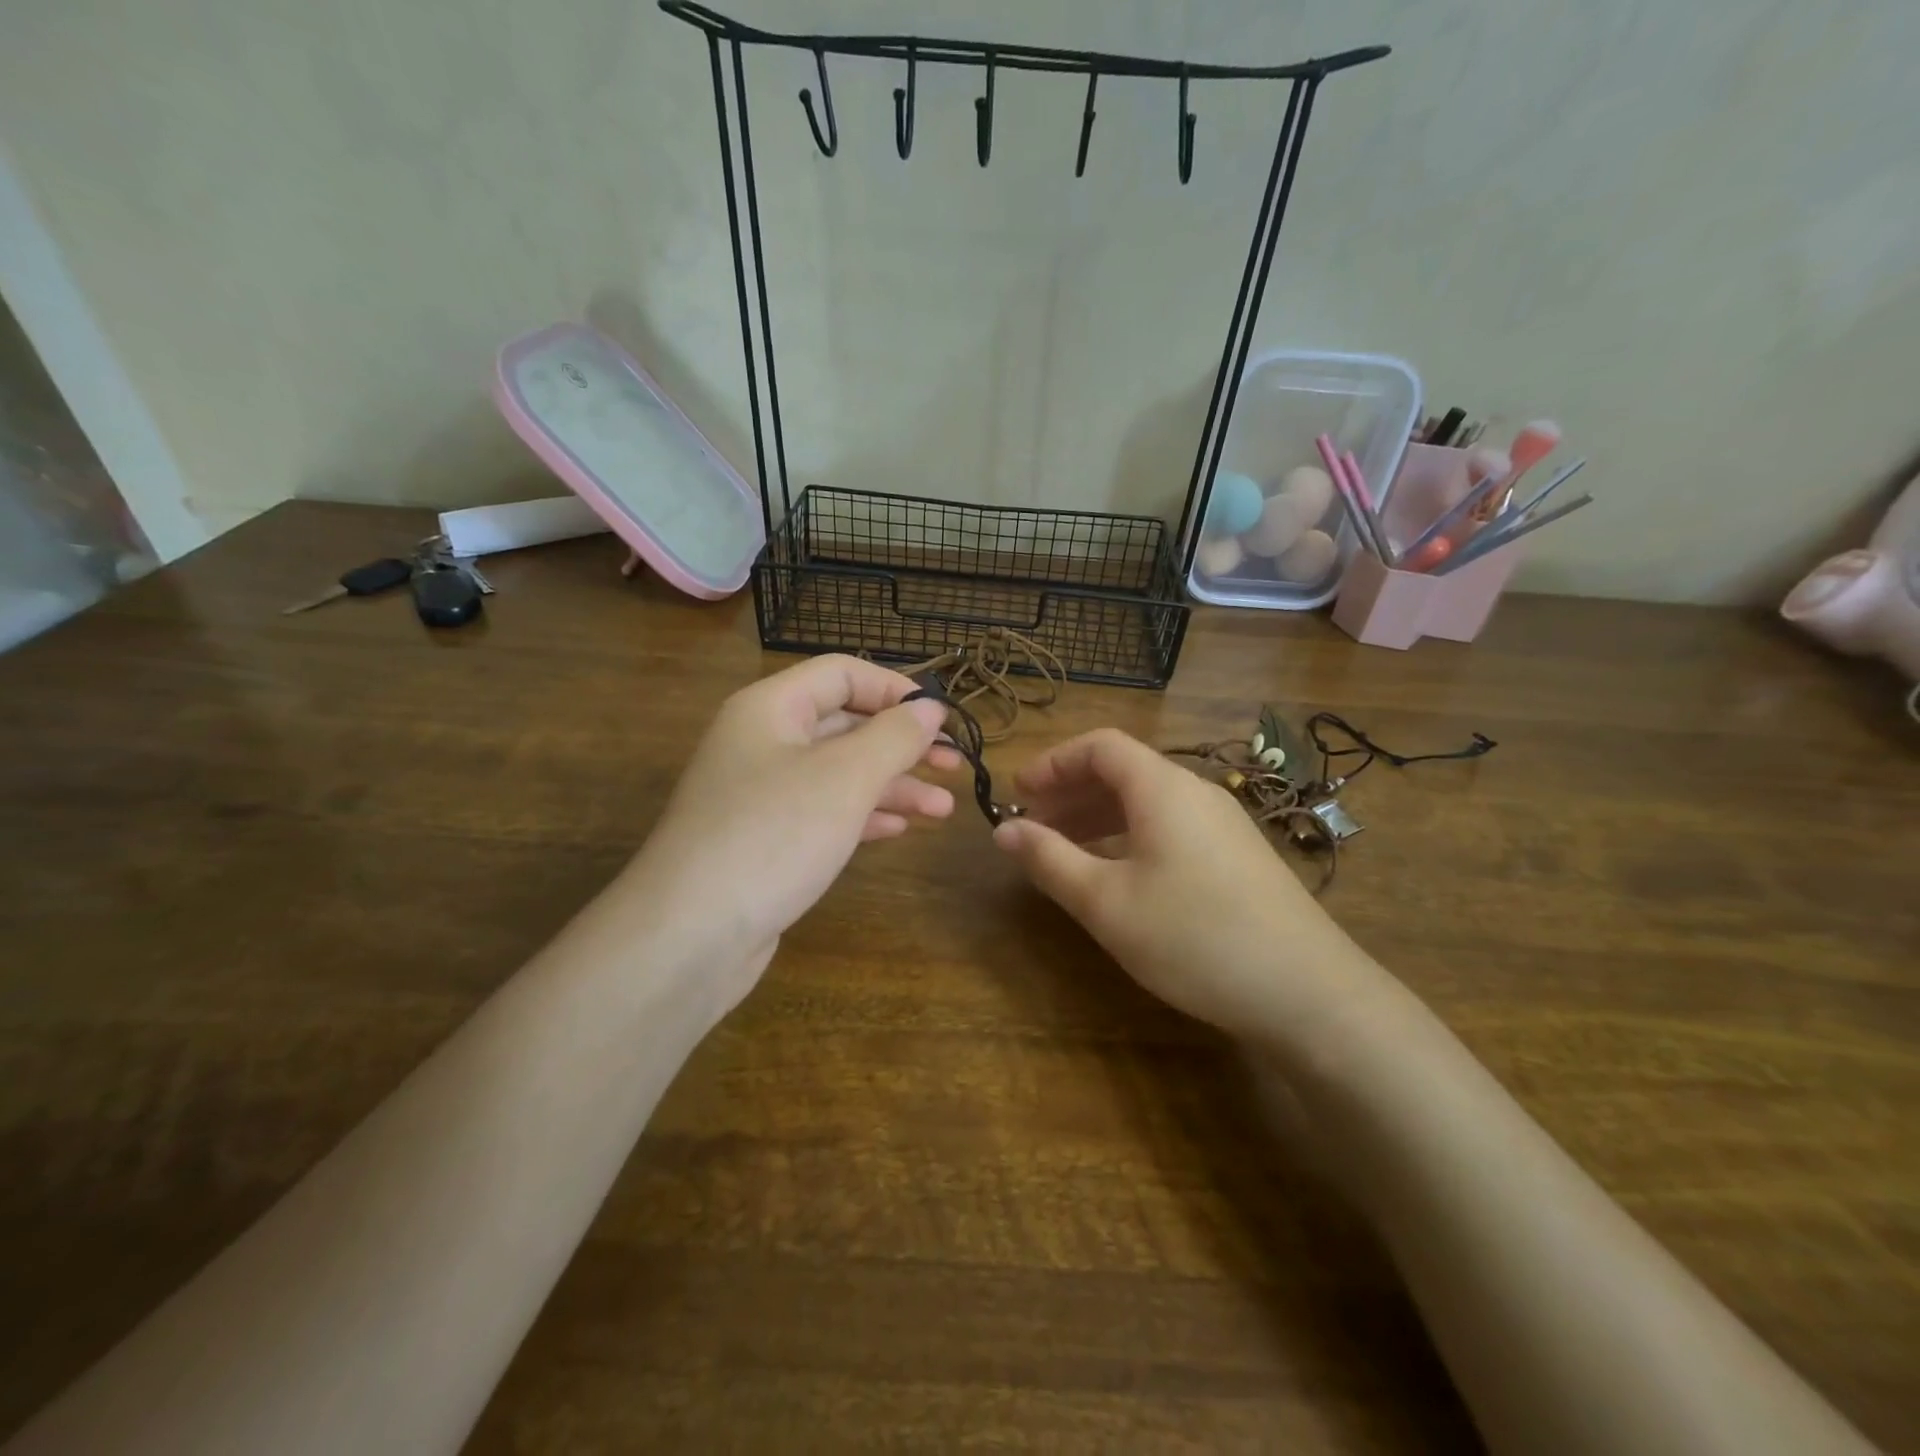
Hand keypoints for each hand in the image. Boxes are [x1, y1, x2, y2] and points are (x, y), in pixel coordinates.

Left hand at [622, 656, 956, 1007]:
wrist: (689, 936)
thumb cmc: (773, 835)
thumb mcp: (845, 778)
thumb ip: (895, 736)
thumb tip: (930, 708)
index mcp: (771, 708)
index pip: (842, 674)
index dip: (896, 689)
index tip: (943, 719)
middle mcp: (763, 742)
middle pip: (844, 724)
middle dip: (902, 744)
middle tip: (955, 765)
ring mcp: (761, 794)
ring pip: (839, 773)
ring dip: (893, 785)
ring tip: (943, 809)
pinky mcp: (766, 840)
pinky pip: (824, 812)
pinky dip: (864, 815)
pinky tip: (901, 828)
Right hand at [992, 728, 1388, 1043]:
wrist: (1309, 993)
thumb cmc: (1194, 937)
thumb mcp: (1106, 902)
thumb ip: (1049, 861)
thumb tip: (1002, 831)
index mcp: (1163, 788)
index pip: (1100, 745)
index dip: (1053, 762)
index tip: (1018, 794)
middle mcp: (1196, 793)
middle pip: (1124, 771)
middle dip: (1071, 793)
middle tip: (1033, 828)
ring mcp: (1223, 824)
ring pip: (1147, 803)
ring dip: (1099, 818)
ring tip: (1064, 853)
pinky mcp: (1237, 857)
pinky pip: (1170, 827)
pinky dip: (1130, 837)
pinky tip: (1116, 875)